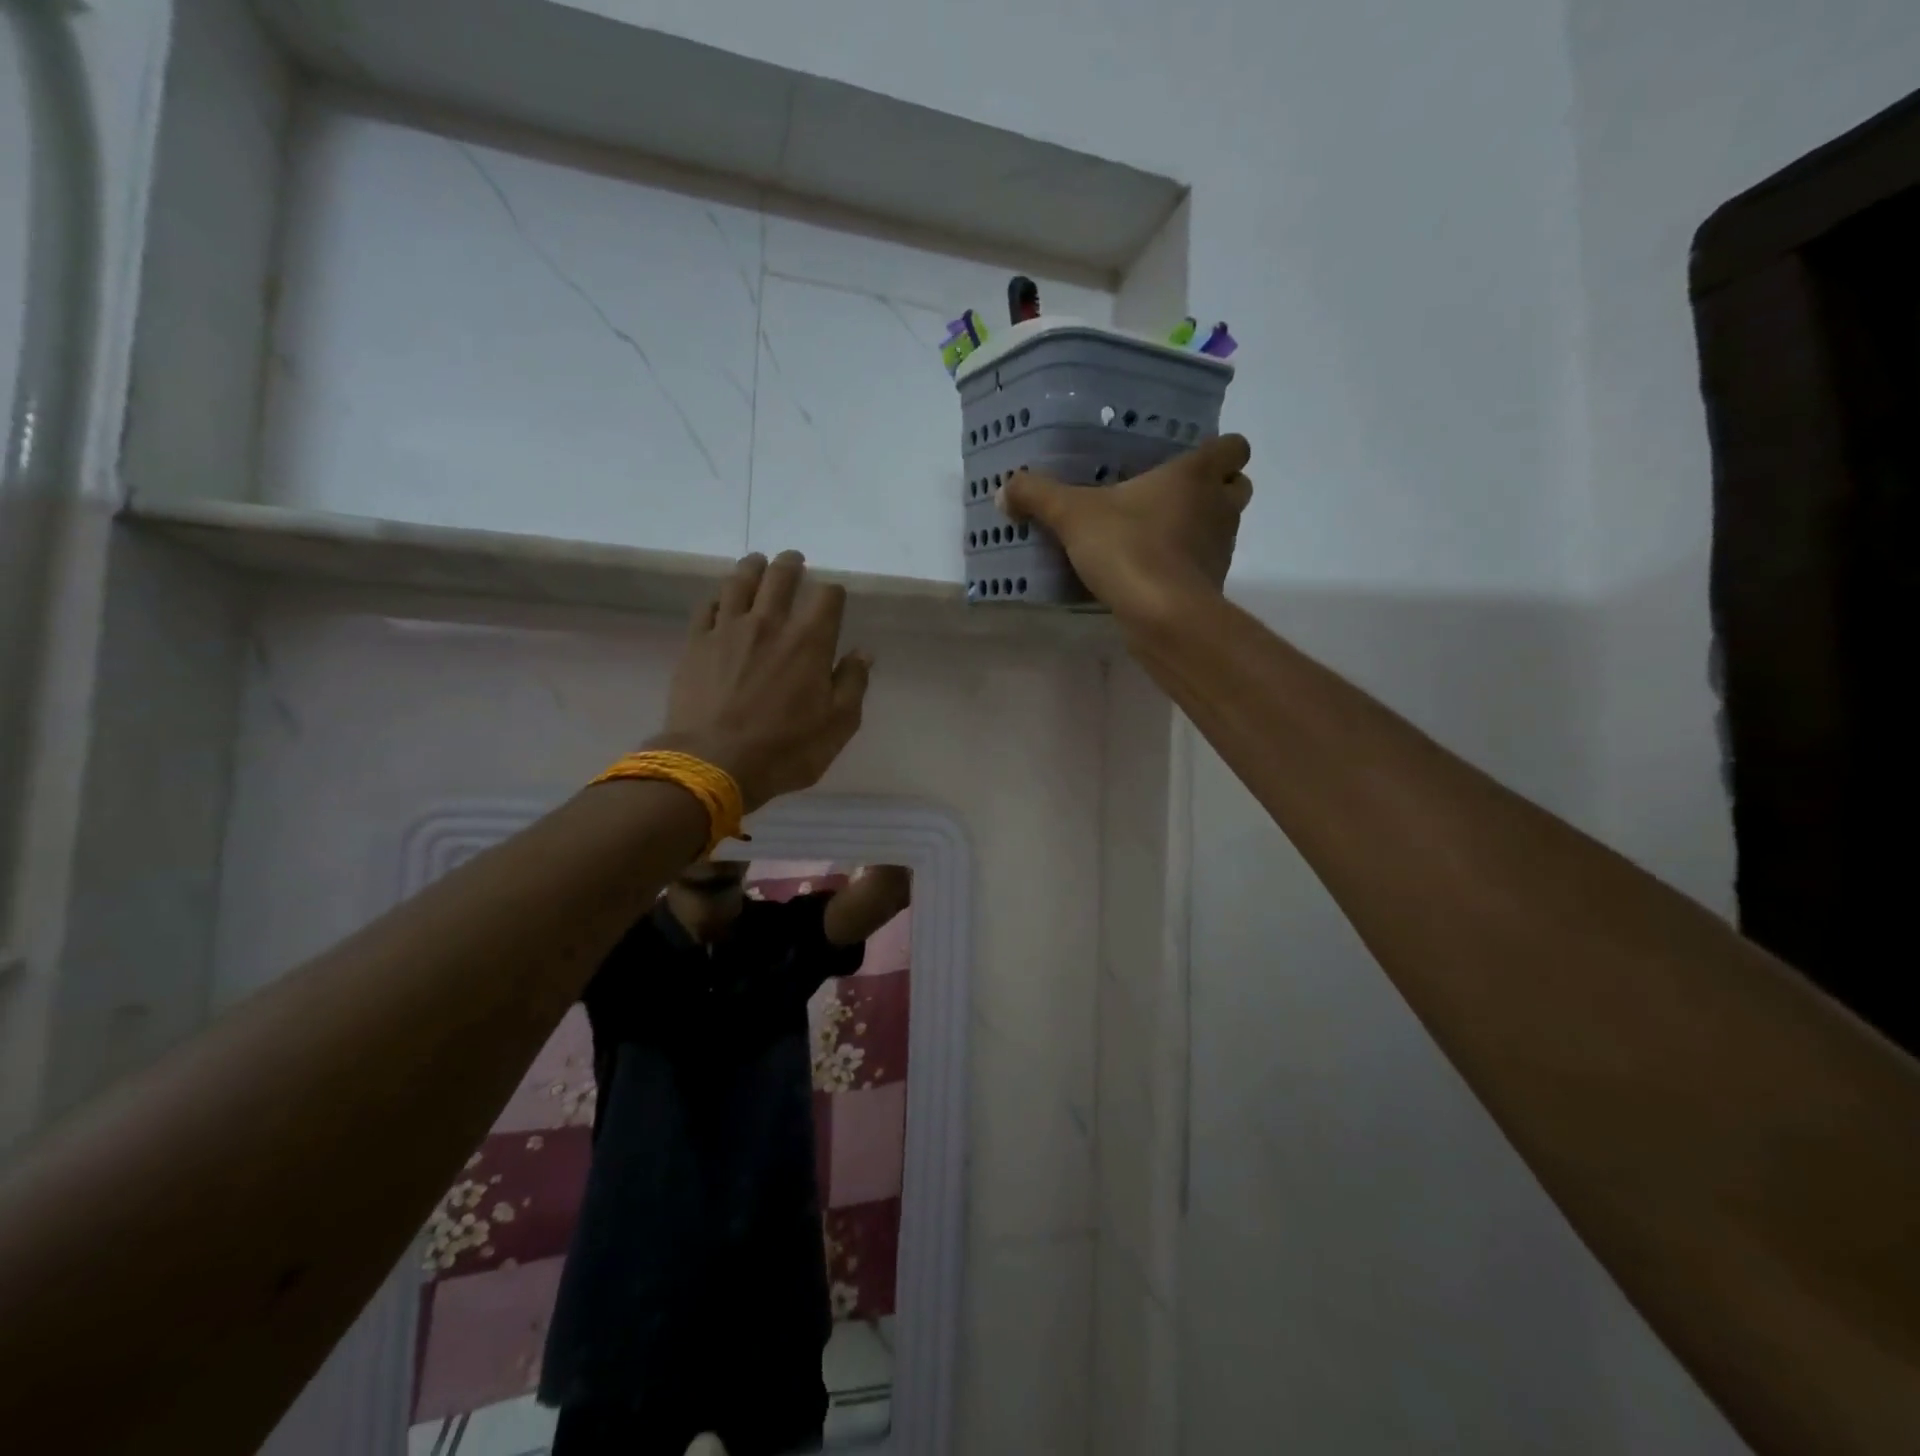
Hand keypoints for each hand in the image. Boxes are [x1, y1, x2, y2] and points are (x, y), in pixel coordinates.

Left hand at [655, 551, 870, 810]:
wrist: (713, 764)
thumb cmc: (786, 749)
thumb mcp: (838, 724)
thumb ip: (853, 683)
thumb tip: (862, 653)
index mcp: (809, 641)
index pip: (827, 596)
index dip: (833, 592)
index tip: (833, 598)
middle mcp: (769, 623)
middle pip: (780, 577)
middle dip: (791, 565)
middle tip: (794, 560)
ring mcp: (727, 630)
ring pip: (740, 582)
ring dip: (752, 567)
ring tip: (757, 562)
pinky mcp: (696, 643)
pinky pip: (707, 607)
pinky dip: (718, 597)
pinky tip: (722, 599)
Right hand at [999, 435, 1252, 623]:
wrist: (1163, 615)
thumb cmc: (1128, 548)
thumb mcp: (1072, 516)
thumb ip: (1037, 496)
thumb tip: (1004, 490)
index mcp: (1196, 475)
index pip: (1234, 446)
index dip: (1218, 450)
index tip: (1186, 459)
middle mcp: (1219, 506)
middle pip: (1237, 486)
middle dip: (1213, 489)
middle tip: (1171, 496)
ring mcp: (1222, 548)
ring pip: (1224, 526)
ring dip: (1200, 527)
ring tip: (1157, 535)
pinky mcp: (1213, 585)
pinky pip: (1205, 565)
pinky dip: (1187, 565)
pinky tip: (1153, 571)